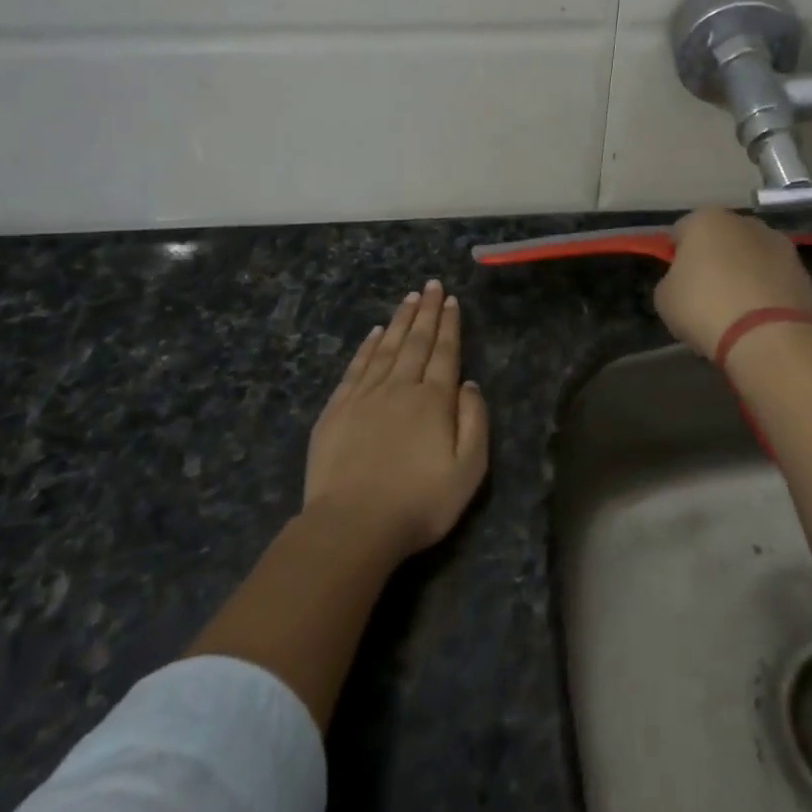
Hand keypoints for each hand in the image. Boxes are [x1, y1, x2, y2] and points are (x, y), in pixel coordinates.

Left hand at [304, 279, 489, 563]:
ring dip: (400, 321)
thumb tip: (469, 384)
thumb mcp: (468, 471)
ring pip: (387, 348)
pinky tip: (375, 333)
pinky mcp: (337, 410)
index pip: (445, 352)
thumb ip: (474, 422)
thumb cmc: (419, 503)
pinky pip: (357, 367)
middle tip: (431, 285)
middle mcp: (400, 388)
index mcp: (433, 401)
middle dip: (426, 311)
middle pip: (416, 342)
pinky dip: (368, 347)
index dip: (449, 324)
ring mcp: (365, 396)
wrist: (352, 526)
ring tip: (409, 298)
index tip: (451, 300)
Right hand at [654, 207, 811, 358]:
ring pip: (751, 255)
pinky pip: (773, 277)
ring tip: (736, 308)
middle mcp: (745, 222)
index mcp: (706, 220)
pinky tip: (759, 316)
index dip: (675, 255)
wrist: (768, 335)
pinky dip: (766, 290)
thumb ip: (672, 280)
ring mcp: (779, 244)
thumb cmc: (705, 308)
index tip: (676, 280)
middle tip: (706, 293)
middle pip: (721, 238)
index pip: (681, 231)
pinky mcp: (802, 270)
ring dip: (743, 272)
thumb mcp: (665, 298)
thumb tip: (686, 282)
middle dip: (714, 258)